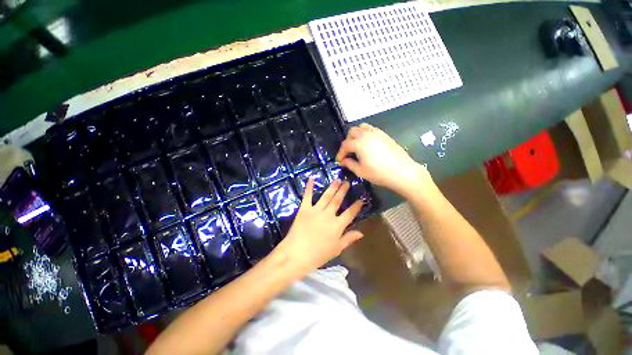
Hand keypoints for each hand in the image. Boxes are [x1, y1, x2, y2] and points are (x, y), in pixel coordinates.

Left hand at [271, 179, 363, 277]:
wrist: (296, 254)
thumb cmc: (318, 255)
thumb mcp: (336, 249)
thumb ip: (349, 239)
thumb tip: (361, 232)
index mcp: (337, 225)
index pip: (350, 213)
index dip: (356, 206)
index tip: (361, 199)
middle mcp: (328, 215)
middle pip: (338, 200)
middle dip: (343, 191)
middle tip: (347, 182)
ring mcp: (316, 210)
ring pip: (326, 196)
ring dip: (332, 187)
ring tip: (337, 179)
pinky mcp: (304, 209)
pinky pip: (308, 196)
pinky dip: (309, 187)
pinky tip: (312, 178)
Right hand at [336, 123, 431, 196]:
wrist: (402, 172)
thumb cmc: (379, 173)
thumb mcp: (361, 171)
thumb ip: (350, 164)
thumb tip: (343, 161)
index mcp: (359, 143)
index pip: (345, 145)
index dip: (340, 153)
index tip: (339, 160)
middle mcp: (367, 134)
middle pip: (352, 132)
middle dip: (347, 141)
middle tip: (348, 152)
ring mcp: (377, 133)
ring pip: (362, 127)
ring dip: (356, 135)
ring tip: (357, 145)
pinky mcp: (385, 135)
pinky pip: (371, 129)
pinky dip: (365, 134)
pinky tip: (368, 145)